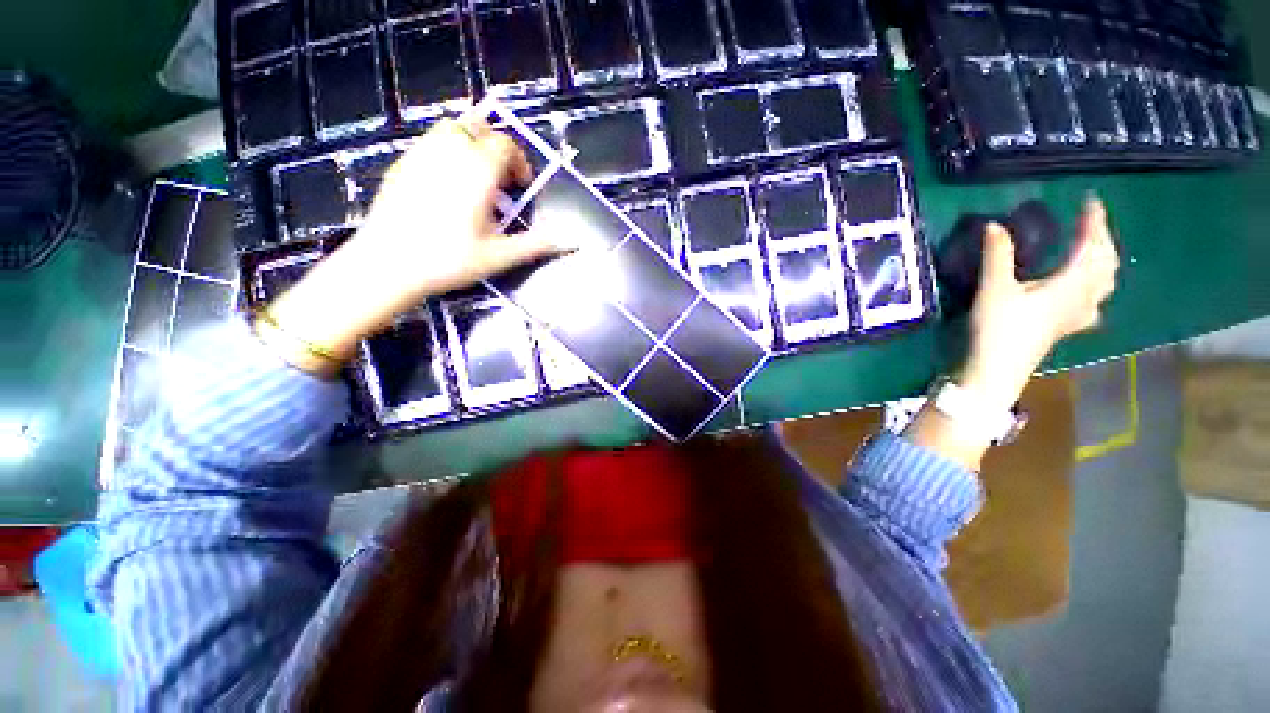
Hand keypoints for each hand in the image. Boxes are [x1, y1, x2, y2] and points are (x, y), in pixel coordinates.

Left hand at [263, 118, 561, 373]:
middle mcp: (449, 153)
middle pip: (477, 127)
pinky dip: (447, 154)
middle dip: (495, 147)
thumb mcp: (500, 256)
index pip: (504, 144)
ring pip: (450, 129)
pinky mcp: (401, 164)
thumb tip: (571, 242)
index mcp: (477, 171)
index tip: (522, 186)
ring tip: (476, 179)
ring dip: (471, 145)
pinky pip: (430, 143)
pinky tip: (448, 186)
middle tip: (500, 179)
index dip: (519, 161)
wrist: (388, 265)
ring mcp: (421, 155)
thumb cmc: (450, 260)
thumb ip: (537, 244)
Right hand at [958, 196, 1120, 411]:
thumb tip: (994, 225)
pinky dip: (1096, 288)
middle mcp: (1082, 297)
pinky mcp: (1067, 327)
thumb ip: (997, 256)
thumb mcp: (994, 289)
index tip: (1091, 201)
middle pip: (1106, 264)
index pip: (1091, 246)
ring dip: (1105, 261)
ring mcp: (1077, 315)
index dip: (1093, 222)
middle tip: (1093, 222)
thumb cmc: (998, 328)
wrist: (998, 368)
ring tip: (1097, 250)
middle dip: (1103, 239)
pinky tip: (1088, 293)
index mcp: (1069, 284)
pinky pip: (1094, 302)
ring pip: (1105, 283)